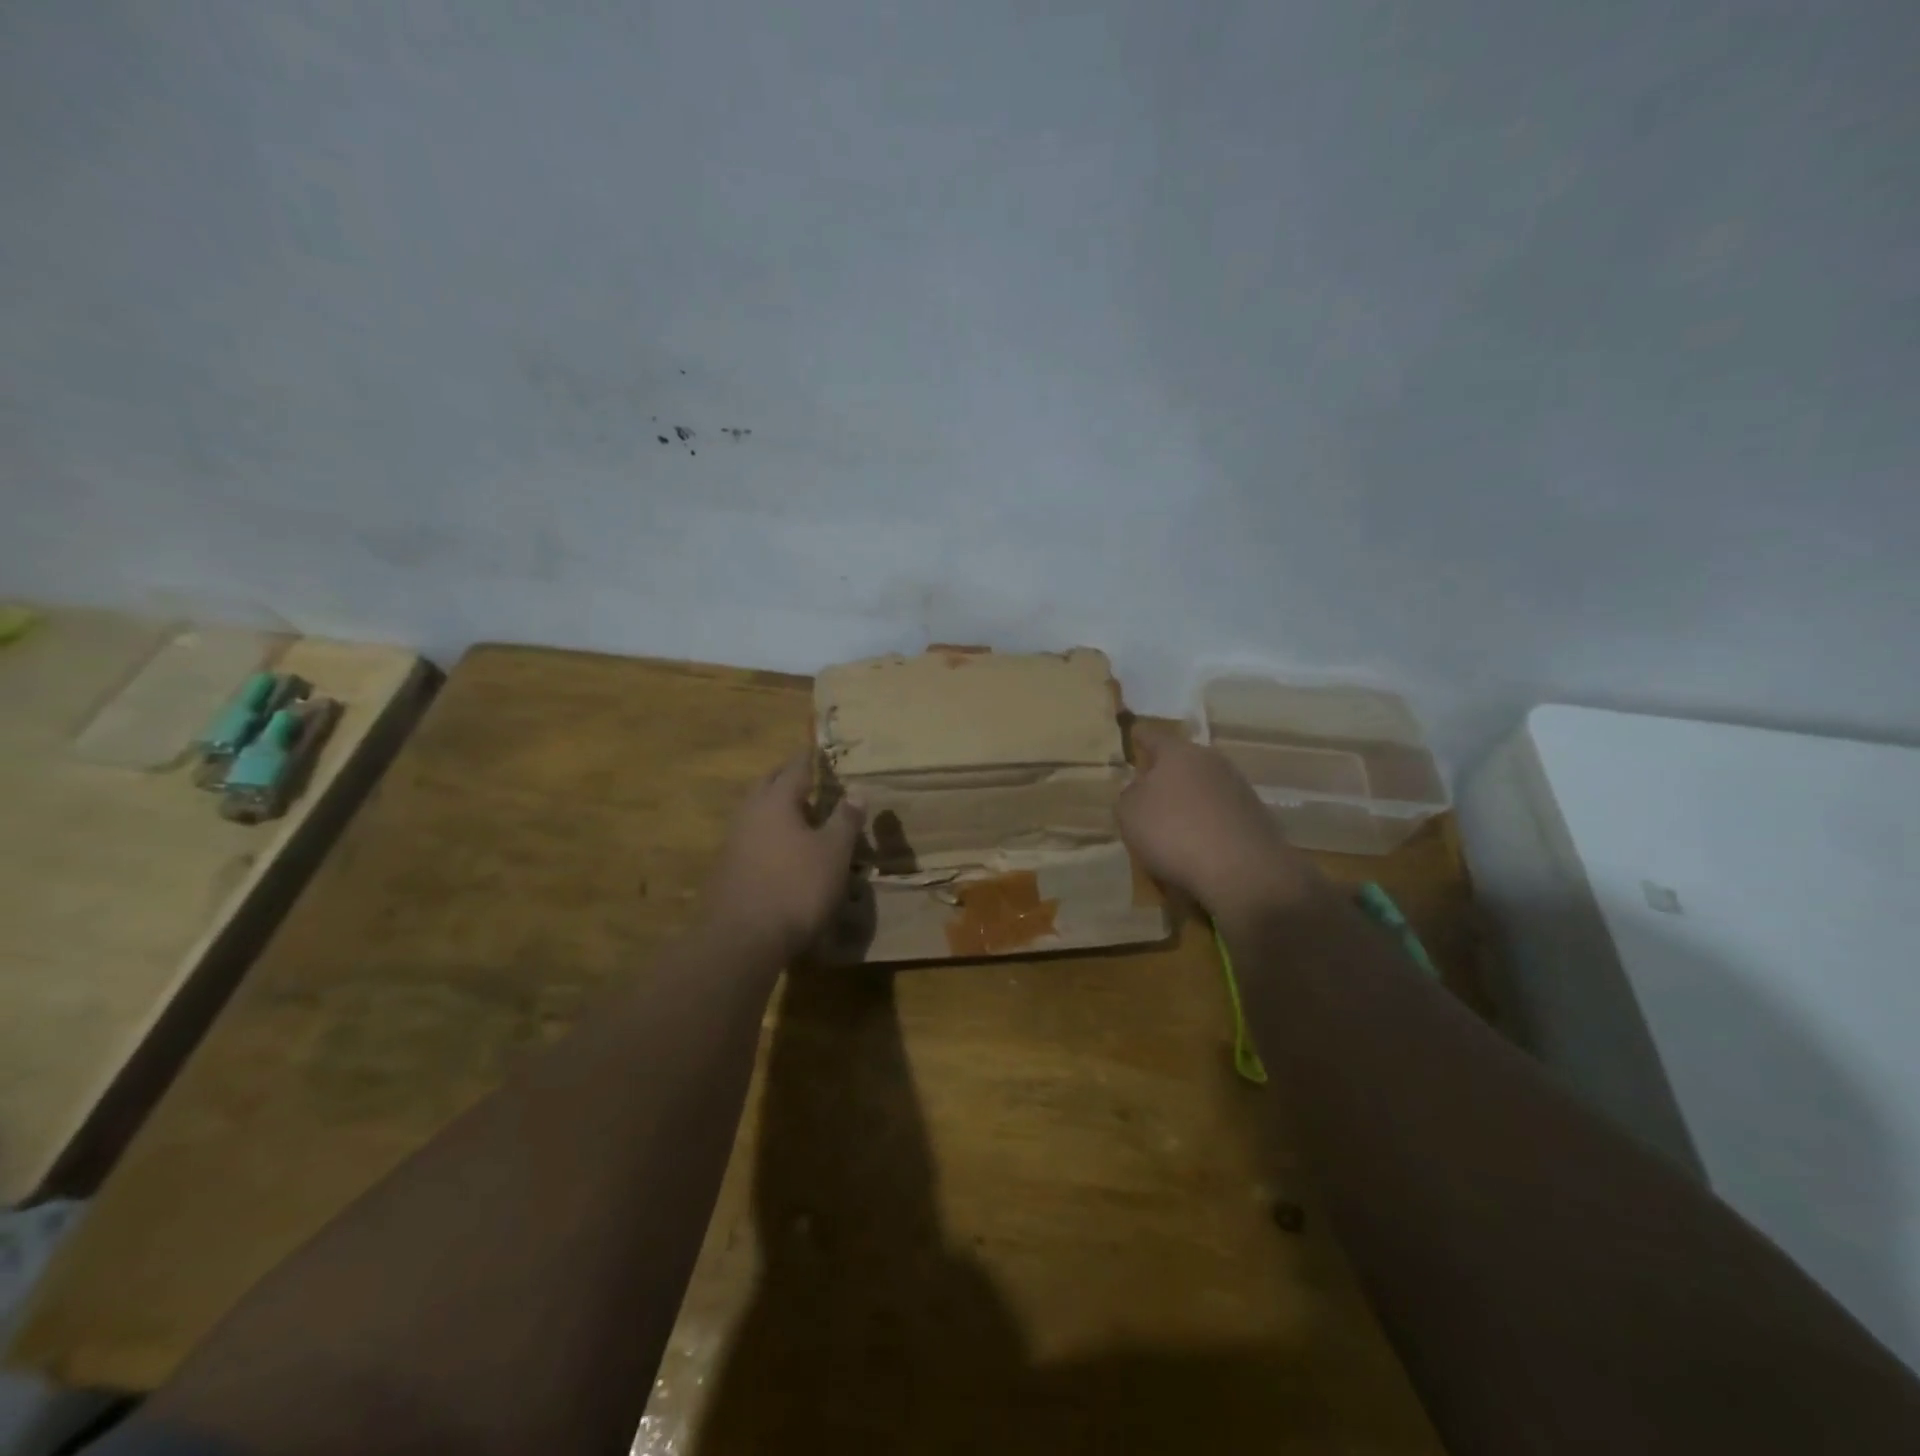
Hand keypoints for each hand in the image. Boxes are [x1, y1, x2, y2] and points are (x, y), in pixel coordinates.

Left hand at [702, 752, 865, 961]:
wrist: (743, 939)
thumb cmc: (796, 887)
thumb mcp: (834, 853)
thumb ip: (845, 819)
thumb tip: (856, 790)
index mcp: (776, 801)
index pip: (795, 768)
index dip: (809, 758)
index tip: (817, 748)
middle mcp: (749, 814)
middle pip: (768, 785)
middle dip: (787, 778)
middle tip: (808, 777)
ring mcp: (733, 842)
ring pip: (756, 812)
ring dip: (776, 807)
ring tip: (800, 814)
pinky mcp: (728, 869)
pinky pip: (751, 837)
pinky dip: (768, 833)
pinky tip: (783, 849)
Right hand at [1118, 724, 1318, 916]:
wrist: (1242, 870)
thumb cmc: (1174, 832)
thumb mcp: (1129, 814)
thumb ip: (1129, 795)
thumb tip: (1140, 790)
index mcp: (1178, 752)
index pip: (1152, 736)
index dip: (1139, 737)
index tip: (1134, 735)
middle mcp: (1211, 761)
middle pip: (1182, 761)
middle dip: (1166, 772)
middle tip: (1148, 790)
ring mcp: (1238, 787)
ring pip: (1203, 786)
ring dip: (1189, 799)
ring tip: (1173, 824)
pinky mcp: (1255, 815)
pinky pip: (1220, 812)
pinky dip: (1207, 822)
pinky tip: (1198, 844)